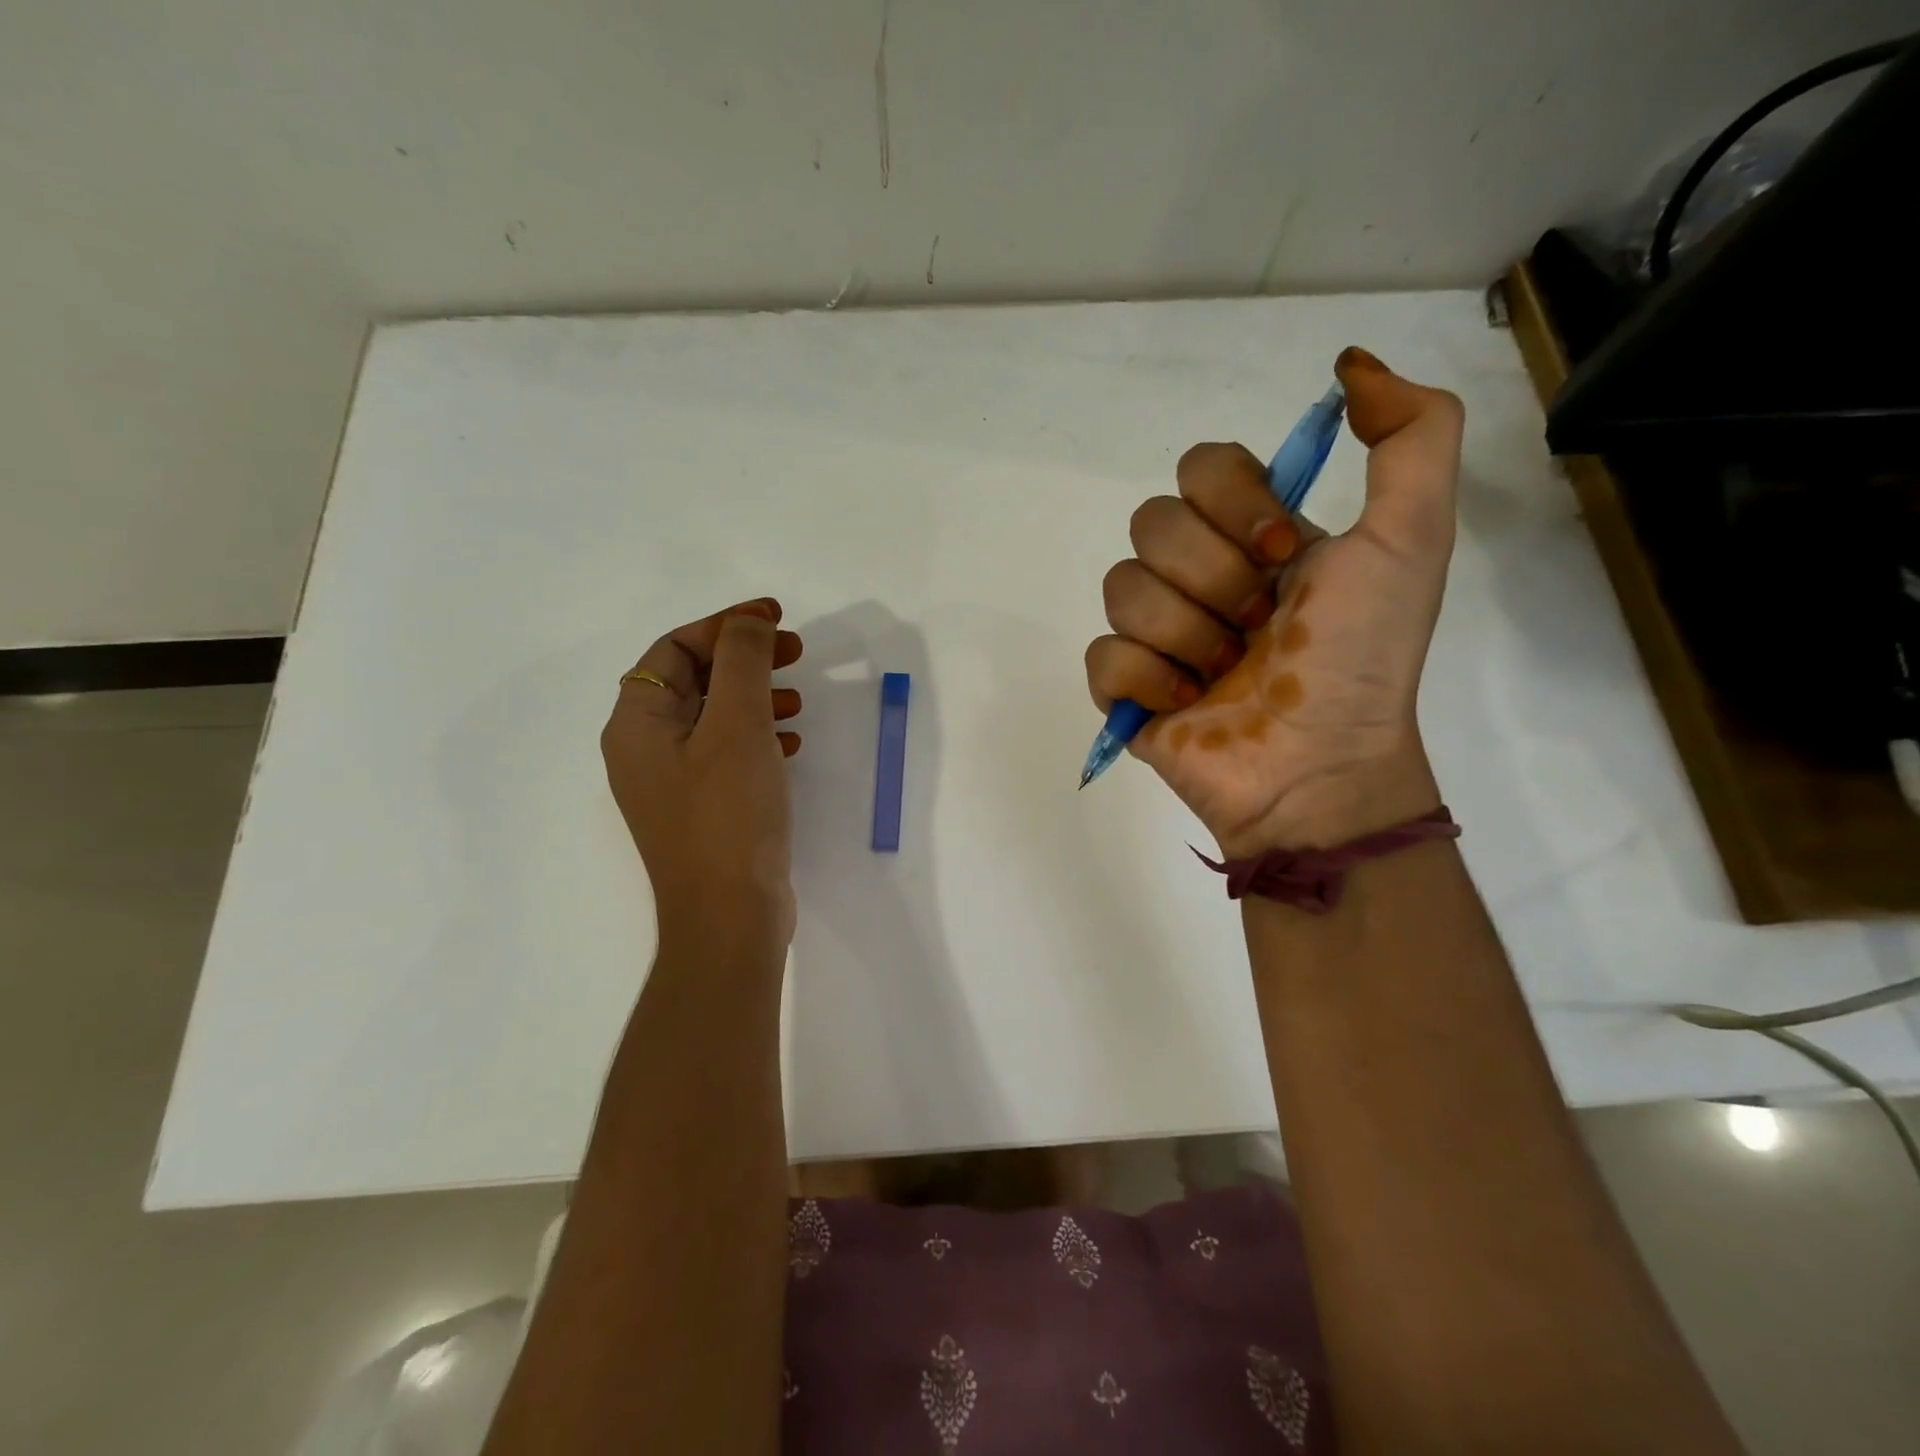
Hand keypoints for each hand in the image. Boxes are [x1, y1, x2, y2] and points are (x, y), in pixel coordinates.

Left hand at [601, 598, 804, 942]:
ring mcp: (672, 783)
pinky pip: (726, 753)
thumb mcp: (737, 725)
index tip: (775, 617)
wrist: (730, 916)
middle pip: (692, 680)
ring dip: (756, 696)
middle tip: (795, 652)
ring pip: (713, 717)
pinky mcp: (702, 809)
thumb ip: (742, 661)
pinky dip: (758, 736)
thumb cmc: (729, 814)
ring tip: (799, 698)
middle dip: (744, 659)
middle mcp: (644, 750)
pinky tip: (791, 743)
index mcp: (637, 724)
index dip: (724, 625)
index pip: (674, 649)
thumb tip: (748, 621)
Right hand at [1085, 347, 1462, 853]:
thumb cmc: (1362, 659)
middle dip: (1214, 578)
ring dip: (1187, 633)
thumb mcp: (1412, 540)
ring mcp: (1156, 634)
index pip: (1201, 467)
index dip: (1233, 503)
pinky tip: (1186, 703)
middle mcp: (1198, 575)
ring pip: (1122, 588)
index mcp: (1252, 537)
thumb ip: (1412, 437)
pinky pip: (1102, 654)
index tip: (1282, 555)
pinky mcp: (1125, 689)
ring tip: (1225, 673)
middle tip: (1259, 625)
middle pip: (1152, 523)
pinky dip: (1148, 678)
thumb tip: (1348, 366)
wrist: (1320, 767)